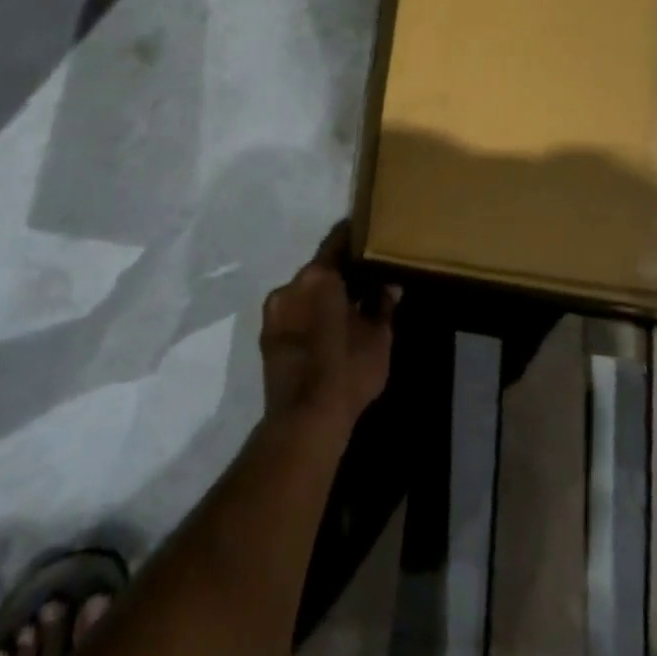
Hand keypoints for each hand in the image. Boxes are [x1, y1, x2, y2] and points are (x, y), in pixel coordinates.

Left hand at [259, 224, 398, 436]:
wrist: (304, 421)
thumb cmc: (347, 372)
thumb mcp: (378, 337)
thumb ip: (383, 304)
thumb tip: (389, 285)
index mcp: (318, 277)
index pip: (337, 242)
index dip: (353, 237)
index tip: (368, 234)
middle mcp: (291, 285)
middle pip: (319, 268)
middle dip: (340, 272)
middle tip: (364, 279)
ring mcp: (274, 311)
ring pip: (304, 291)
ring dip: (323, 295)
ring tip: (346, 307)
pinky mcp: (266, 335)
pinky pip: (293, 312)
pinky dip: (309, 313)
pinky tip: (327, 329)